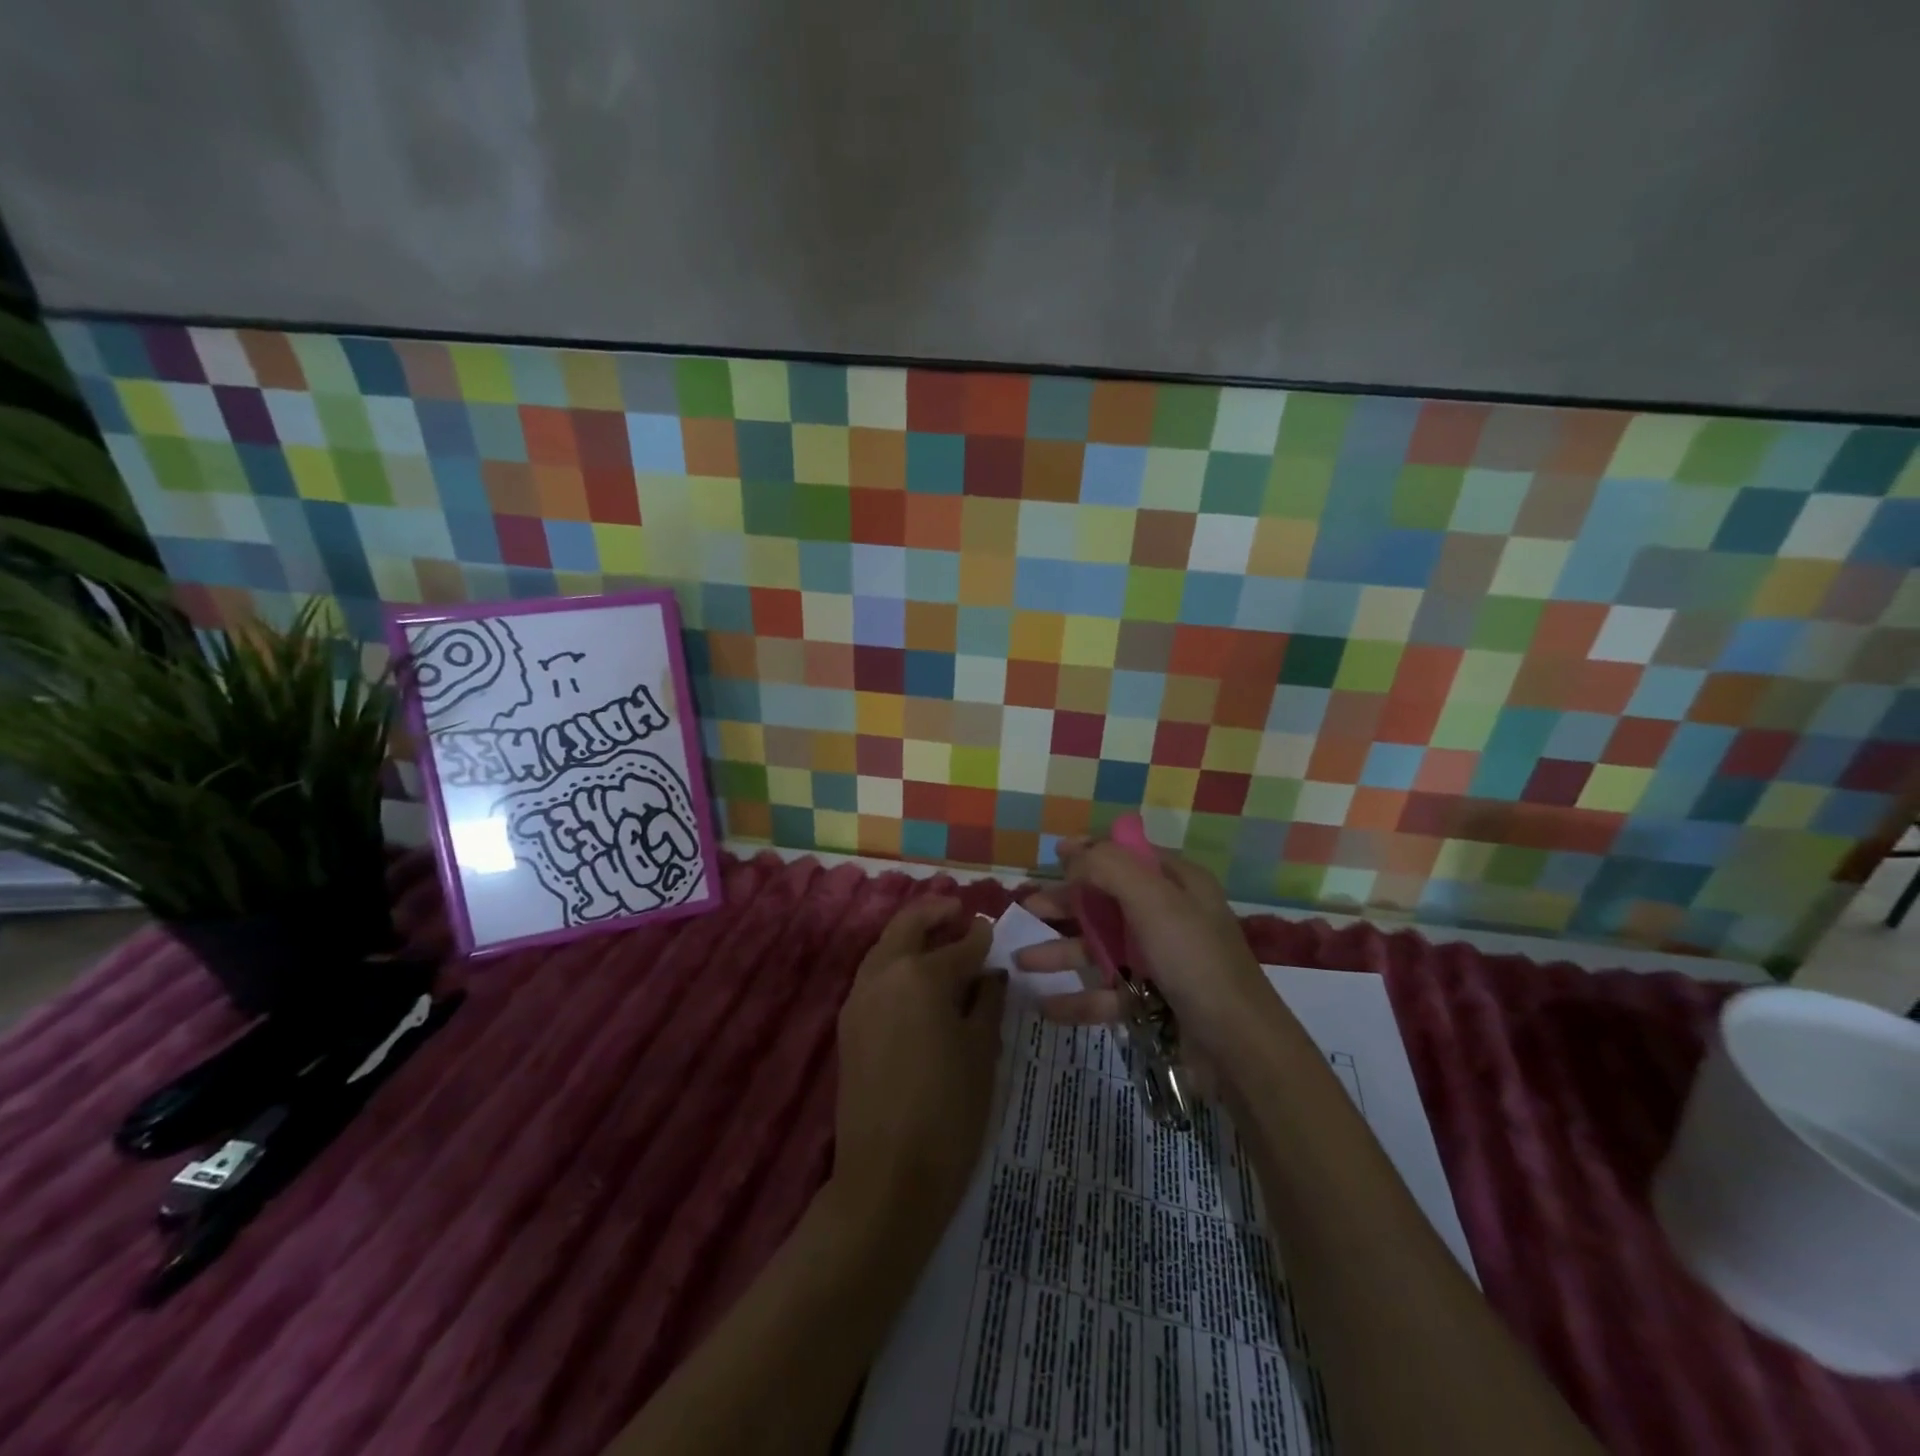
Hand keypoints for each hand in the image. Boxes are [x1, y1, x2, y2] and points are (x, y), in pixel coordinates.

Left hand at [830, 898, 1003, 1242]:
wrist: (887, 1177)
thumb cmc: (949, 1112)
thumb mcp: (982, 1052)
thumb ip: (987, 1001)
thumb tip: (990, 971)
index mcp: (922, 975)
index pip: (960, 945)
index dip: (981, 937)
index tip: (994, 928)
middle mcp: (884, 974)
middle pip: (908, 926)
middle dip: (934, 912)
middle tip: (958, 909)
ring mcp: (859, 998)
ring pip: (885, 947)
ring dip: (911, 934)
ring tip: (938, 939)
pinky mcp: (848, 1024)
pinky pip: (874, 975)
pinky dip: (894, 962)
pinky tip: (916, 979)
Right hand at [1015, 837, 1278, 1059]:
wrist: (1238, 1049)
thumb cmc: (1194, 960)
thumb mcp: (1153, 900)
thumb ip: (1108, 868)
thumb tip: (1072, 853)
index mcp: (1178, 884)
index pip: (1128, 855)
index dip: (1091, 852)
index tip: (1054, 855)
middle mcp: (1170, 917)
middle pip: (1107, 901)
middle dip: (1066, 904)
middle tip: (1027, 908)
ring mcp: (1162, 961)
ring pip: (1102, 949)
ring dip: (1061, 952)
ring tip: (1021, 961)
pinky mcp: (1155, 1002)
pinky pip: (1108, 993)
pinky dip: (1078, 998)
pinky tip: (1045, 1005)